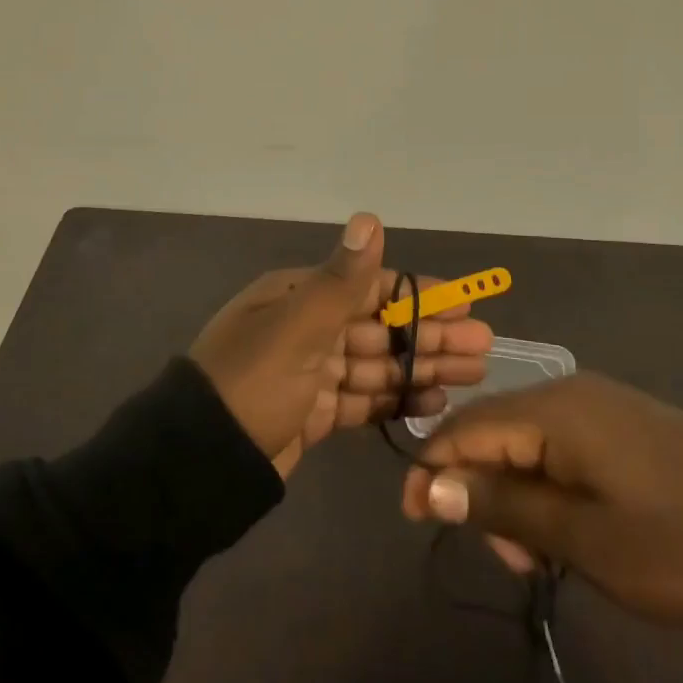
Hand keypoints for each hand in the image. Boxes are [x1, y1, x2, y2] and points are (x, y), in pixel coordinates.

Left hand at [190, 213, 492, 476]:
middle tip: (484, 348)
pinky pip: (362, 400)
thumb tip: (370, 218)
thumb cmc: (252, 385)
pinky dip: (396, 400)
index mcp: (299, 298)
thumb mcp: (296, 329)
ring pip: (377, 365)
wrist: (198, 464)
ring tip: (472, 375)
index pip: (371, 288)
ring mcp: (310, 373)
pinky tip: (433, 403)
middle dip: (431, 336)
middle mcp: (306, 328)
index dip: (421, 296)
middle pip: (381, 328)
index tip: (467, 304)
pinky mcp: (313, 413)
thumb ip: (341, 280)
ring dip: (422, 368)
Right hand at [401, 373, 682, 625]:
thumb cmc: (682, 545)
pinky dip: (549, 487)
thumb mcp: (584, 538)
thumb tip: (427, 485)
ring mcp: (602, 405)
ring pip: (527, 442)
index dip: (432, 469)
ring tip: (544, 554)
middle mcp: (571, 392)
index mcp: (555, 410)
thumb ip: (501, 505)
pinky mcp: (625, 425)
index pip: (465, 426)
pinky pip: (562, 447)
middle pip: (493, 431)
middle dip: (480, 489)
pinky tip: (570, 528)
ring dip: (516, 495)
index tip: (413, 519)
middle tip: (509, 558)